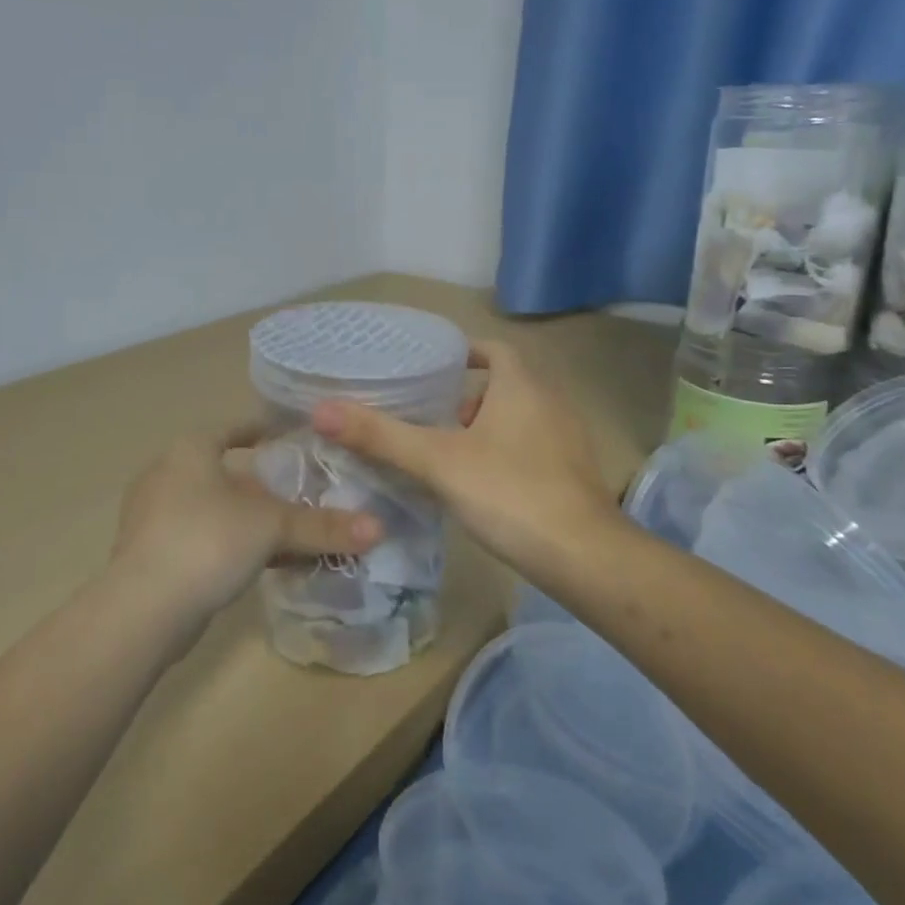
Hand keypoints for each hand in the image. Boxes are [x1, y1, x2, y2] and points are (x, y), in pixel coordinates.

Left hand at [110, 425, 383, 626]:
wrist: (143, 610)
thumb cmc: (208, 541)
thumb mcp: (273, 527)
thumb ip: (323, 527)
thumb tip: (379, 529)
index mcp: (189, 451)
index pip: (232, 429)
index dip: (263, 431)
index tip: (291, 440)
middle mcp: (167, 476)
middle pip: (226, 473)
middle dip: (263, 486)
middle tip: (302, 494)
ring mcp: (154, 518)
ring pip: (215, 510)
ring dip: (250, 521)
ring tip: (291, 533)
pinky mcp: (152, 556)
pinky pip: (204, 540)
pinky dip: (234, 545)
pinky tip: (263, 565)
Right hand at [312, 340, 620, 578]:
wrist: (583, 555)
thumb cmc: (509, 492)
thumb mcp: (438, 462)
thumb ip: (381, 436)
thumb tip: (321, 410)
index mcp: (522, 384)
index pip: (492, 349)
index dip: (462, 353)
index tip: (430, 367)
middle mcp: (550, 401)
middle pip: (504, 382)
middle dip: (466, 395)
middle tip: (428, 414)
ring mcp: (567, 437)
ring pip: (518, 416)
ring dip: (485, 425)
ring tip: (447, 449)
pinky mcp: (573, 471)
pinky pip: (532, 445)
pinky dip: (504, 450)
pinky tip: (480, 483)